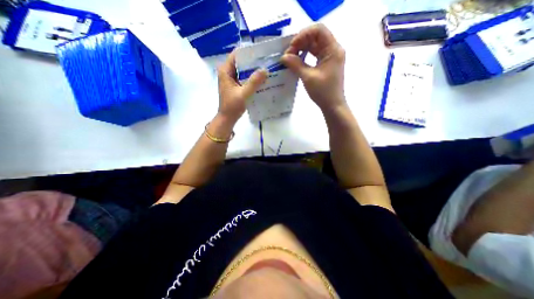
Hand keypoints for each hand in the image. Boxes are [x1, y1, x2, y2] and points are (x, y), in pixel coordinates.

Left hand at [217, 52, 266, 121]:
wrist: (228, 118)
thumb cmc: (232, 106)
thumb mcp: (243, 94)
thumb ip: (253, 82)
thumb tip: (265, 70)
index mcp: (225, 71)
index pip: (237, 55)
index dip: (248, 52)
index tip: (261, 52)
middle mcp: (227, 72)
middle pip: (241, 62)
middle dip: (253, 61)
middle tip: (267, 61)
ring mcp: (232, 79)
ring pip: (244, 70)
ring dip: (253, 70)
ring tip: (266, 68)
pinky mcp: (236, 85)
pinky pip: (245, 78)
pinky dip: (252, 78)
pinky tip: (261, 79)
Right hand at [280, 23, 345, 112]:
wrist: (332, 105)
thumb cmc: (323, 92)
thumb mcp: (308, 77)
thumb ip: (296, 65)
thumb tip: (283, 57)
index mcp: (333, 49)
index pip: (319, 30)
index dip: (303, 34)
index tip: (292, 46)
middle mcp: (333, 49)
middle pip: (316, 37)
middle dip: (301, 42)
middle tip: (288, 54)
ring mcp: (330, 57)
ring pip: (314, 45)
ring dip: (302, 49)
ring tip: (290, 57)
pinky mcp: (326, 64)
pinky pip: (314, 54)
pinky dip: (305, 55)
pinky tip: (297, 61)